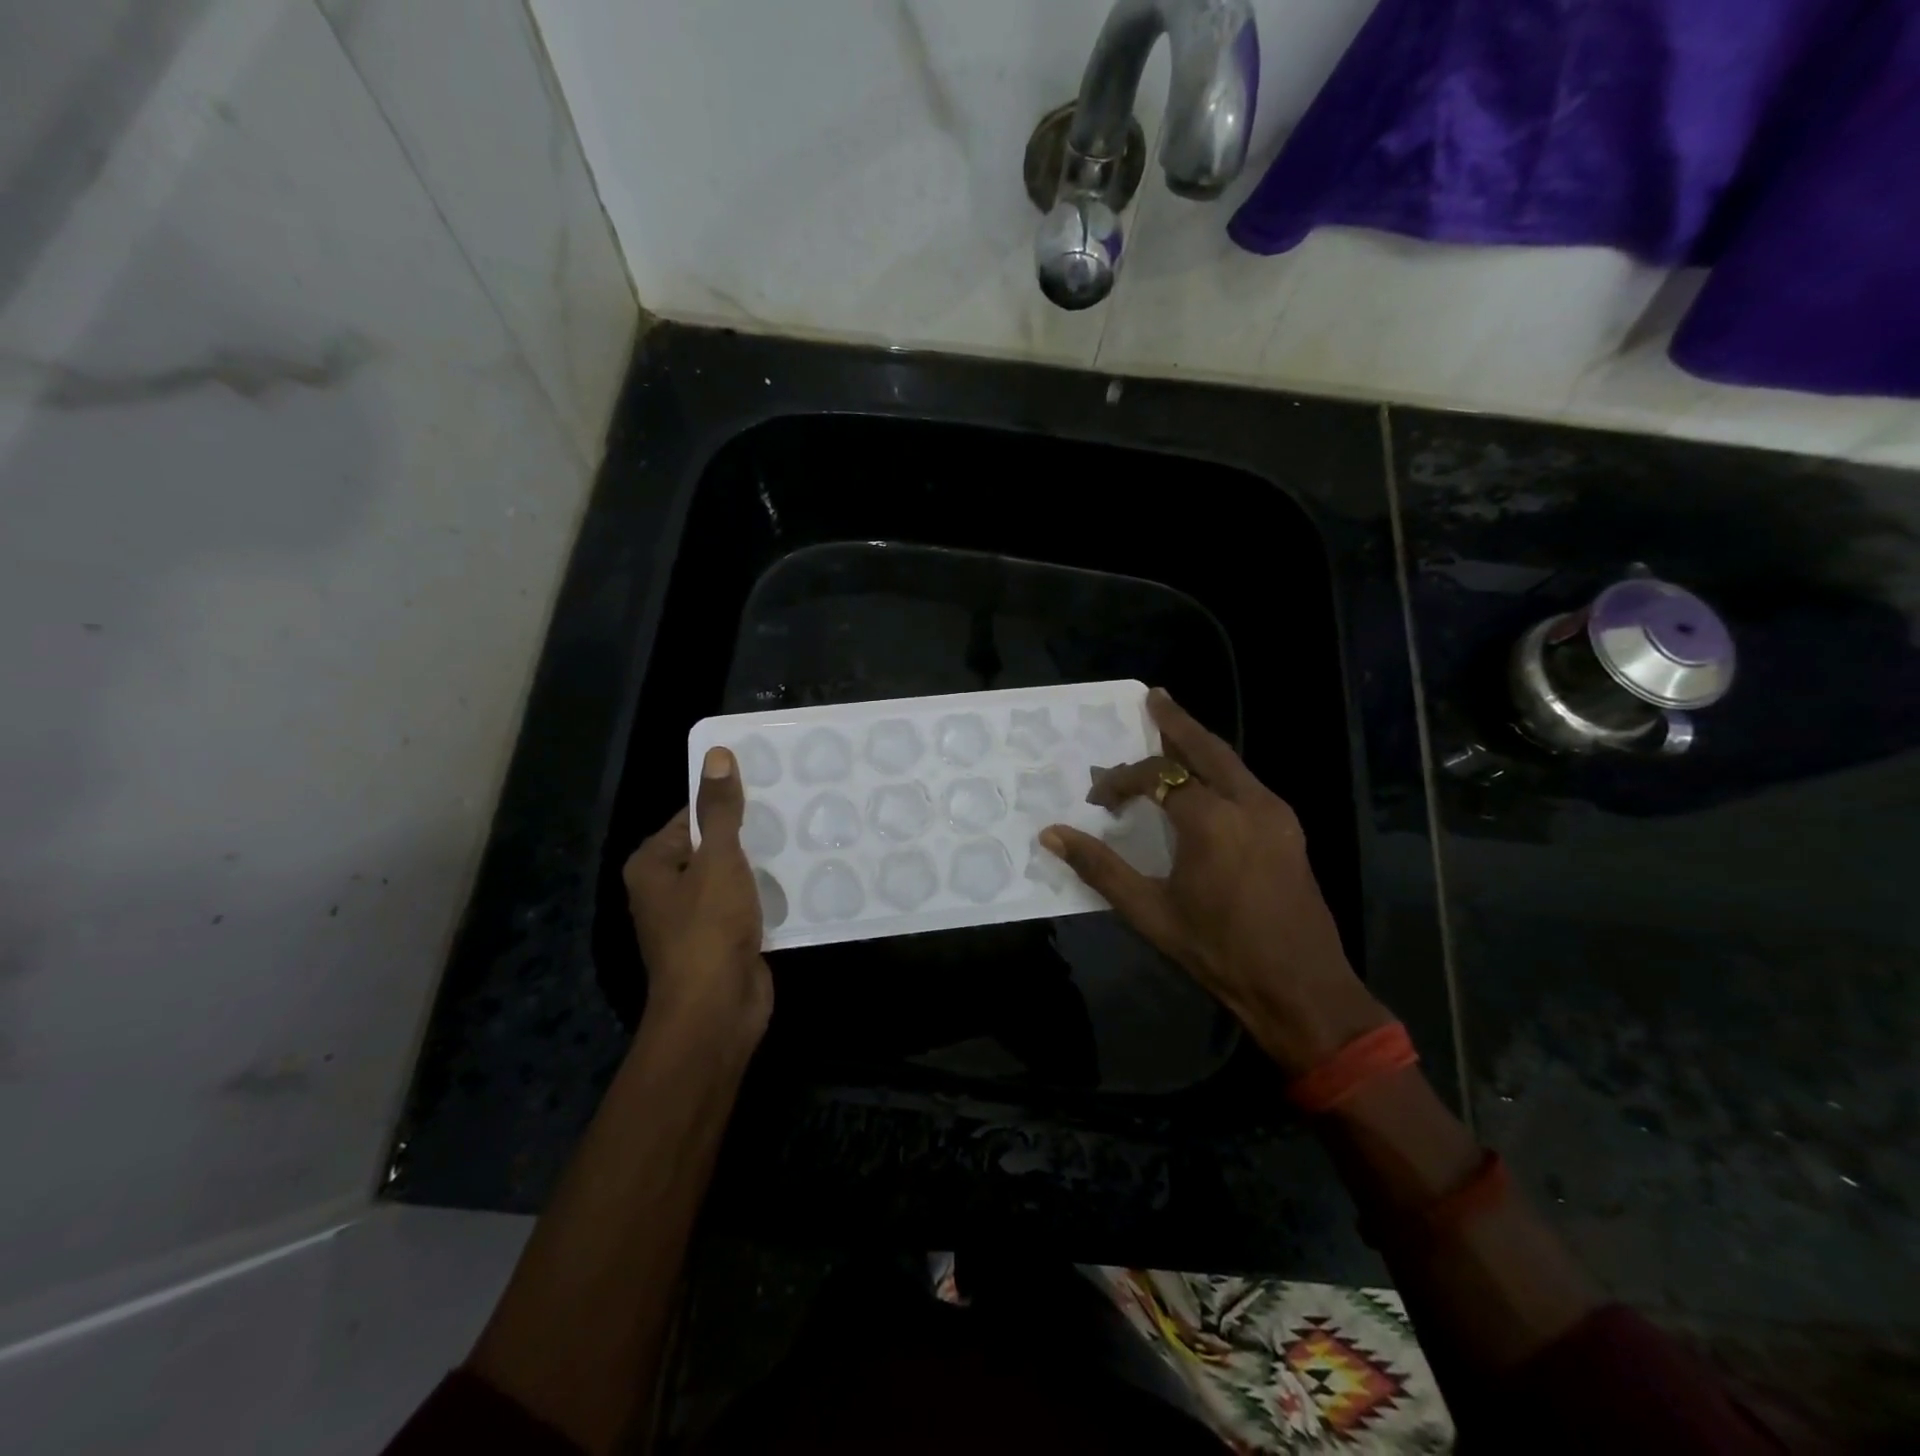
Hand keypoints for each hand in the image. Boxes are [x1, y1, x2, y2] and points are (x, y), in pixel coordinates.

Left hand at [623, 746, 772, 1048]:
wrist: (717, 1010)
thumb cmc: (707, 928)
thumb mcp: (717, 859)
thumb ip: (721, 809)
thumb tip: (718, 755)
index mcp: (653, 864)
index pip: (692, 816)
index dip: (726, 799)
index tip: (769, 784)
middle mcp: (668, 888)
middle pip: (713, 845)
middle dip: (750, 831)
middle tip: (794, 807)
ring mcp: (697, 916)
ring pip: (733, 875)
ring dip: (763, 863)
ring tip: (804, 834)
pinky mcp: (724, 939)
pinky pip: (747, 903)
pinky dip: (769, 892)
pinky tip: (802, 876)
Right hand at [1040, 688, 1388, 1075]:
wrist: (1301, 988)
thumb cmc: (1219, 952)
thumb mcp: (1150, 913)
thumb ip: (1100, 868)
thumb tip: (1052, 834)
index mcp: (1212, 821)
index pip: (1156, 778)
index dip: (1121, 781)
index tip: (1098, 800)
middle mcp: (1248, 803)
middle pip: (1206, 748)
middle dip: (1176, 722)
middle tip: (1153, 697)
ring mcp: (1276, 814)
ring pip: (1232, 762)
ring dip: (1199, 744)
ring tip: (1174, 728)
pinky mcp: (1289, 829)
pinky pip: (1247, 783)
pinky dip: (1220, 768)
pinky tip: (1206, 777)